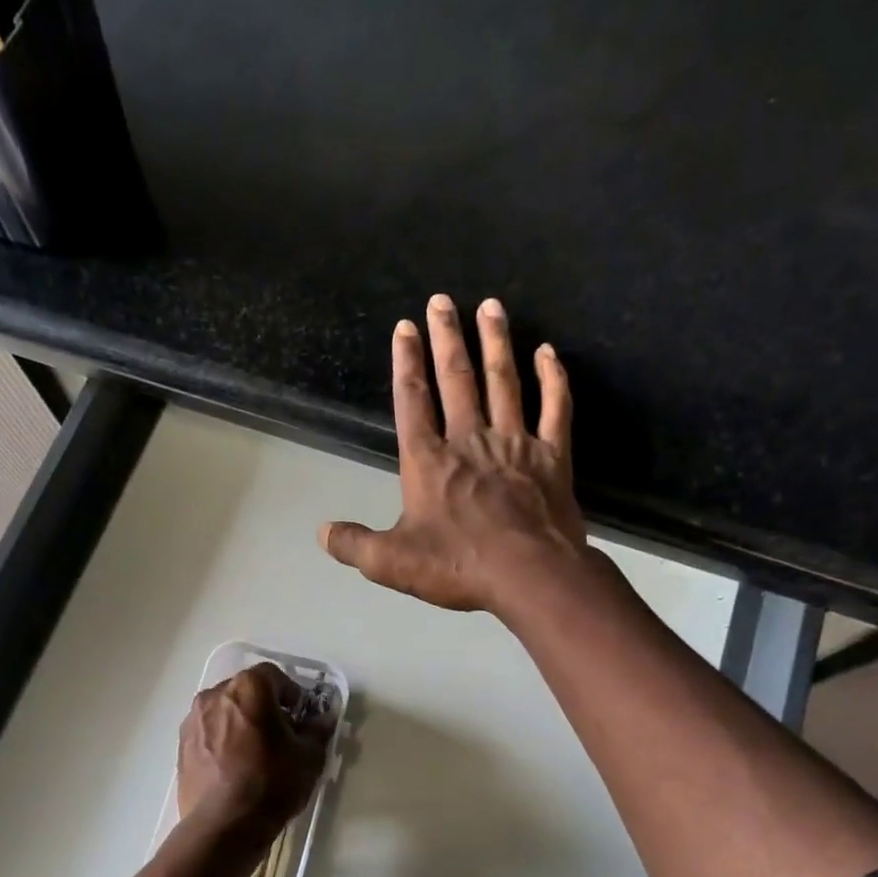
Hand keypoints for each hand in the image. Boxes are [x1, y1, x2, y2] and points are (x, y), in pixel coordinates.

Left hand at [177, 663, 331, 840]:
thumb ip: (318, 729)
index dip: (292, 694)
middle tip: (281, 736)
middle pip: (246, 692)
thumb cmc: (272, 783)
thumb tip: (323, 718)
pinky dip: (223, 741)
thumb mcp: (309, 756)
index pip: (274, 676)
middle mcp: (215, 695)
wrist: (223, 826)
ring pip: (225, 712)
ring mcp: (193, 720)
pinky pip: (209, 733)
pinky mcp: (182, 746)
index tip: (301, 718)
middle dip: (265, 707)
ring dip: (241, 723)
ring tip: (256, 754)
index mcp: (248, 688)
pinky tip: (235, 768)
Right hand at [320, 295, 586, 616]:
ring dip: (496, 342)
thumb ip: (354, 544)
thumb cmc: (458, 565)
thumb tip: (322, 532)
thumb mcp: (391, 562)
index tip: (405, 328)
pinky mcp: (553, 456)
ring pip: (504, 382)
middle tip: (443, 301)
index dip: (407, 363)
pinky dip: (553, 379)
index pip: (413, 401)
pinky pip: (556, 408)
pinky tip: (549, 352)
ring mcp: (514, 444)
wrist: (530, 575)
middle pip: (457, 379)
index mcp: (428, 461)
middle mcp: (469, 440)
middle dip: (447, 337)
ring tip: (491, 306)